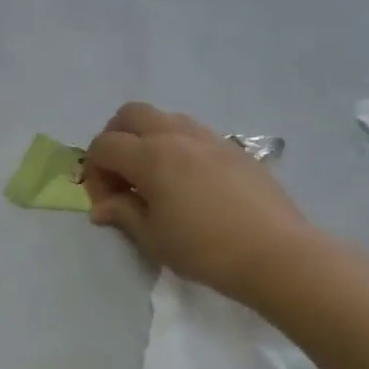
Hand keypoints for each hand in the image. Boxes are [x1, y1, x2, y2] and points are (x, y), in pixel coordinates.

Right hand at [83, 102, 322, 308]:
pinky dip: (176, 145)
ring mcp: (208, 138)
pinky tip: (187, 181)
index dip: (94, 172)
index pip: (104, 145)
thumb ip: (123, 214)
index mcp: (150, 156)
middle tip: (120, 175)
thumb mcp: (153, 238)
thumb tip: (102, 207)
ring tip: (153, 177)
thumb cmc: (204, 249)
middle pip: (130, 115)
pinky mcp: (233, 148)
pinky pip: (193, 132)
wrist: (274, 253)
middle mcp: (176, 136)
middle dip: (115, 139)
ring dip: (147, 139)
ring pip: (164, 118)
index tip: (105, 202)